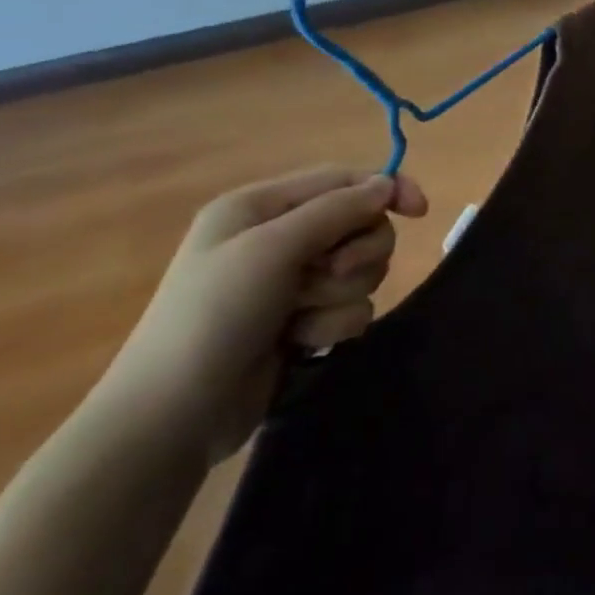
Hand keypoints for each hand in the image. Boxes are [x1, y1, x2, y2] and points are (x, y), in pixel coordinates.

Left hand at [97, 166, 427, 460]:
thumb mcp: (273, 249)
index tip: (419, 212)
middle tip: (326, 277)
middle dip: (356, 255)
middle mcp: (278, 238)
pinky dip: (333, 326)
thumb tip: (387, 185)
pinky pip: (352, 308)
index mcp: (261, 207)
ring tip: (300, 319)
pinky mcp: (303, 320)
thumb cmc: (214, 316)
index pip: (344, 180)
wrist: (175, 415)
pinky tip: (299, 344)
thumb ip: (337, 210)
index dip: (387, 189)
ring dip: (340, 296)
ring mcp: (291, 282)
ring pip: (362, 270)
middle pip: (361, 225)